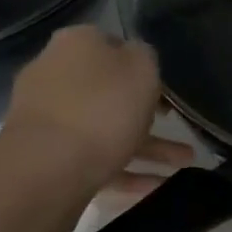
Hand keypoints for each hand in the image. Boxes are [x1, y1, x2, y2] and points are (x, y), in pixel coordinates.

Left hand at [2, 26, 192, 195]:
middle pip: (109, 91)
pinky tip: (155, 187)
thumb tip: (136, 58)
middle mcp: (56, 74)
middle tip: (180, 128)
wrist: (47, 167)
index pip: (114, 46)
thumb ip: (144, 57)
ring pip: (106, 129)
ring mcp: (49, 118)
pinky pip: (94, 160)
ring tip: (183, 165)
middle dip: (148, 113)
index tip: (168, 91)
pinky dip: (125, 172)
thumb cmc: (102, 107)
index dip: (144, 67)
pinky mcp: (48, 156)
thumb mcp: (141, 67)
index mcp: (76, 44)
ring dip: (147, 147)